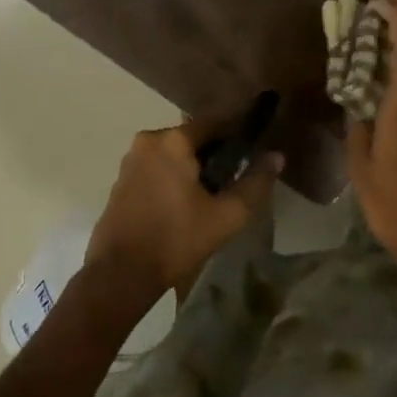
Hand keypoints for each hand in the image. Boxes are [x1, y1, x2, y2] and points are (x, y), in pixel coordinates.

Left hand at [85, 122, 281, 306]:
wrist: (119, 274)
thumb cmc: (176, 240)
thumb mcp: (226, 216)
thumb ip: (255, 183)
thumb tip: (276, 156)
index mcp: (173, 140)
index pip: (215, 121)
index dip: (237, 132)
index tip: (254, 147)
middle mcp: (149, 140)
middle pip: (192, 137)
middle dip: (214, 153)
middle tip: (233, 179)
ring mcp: (131, 159)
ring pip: (173, 153)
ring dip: (192, 166)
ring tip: (210, 196)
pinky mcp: (120, 180)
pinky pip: (156, 167)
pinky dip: (172, 177)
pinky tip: (182, 204)